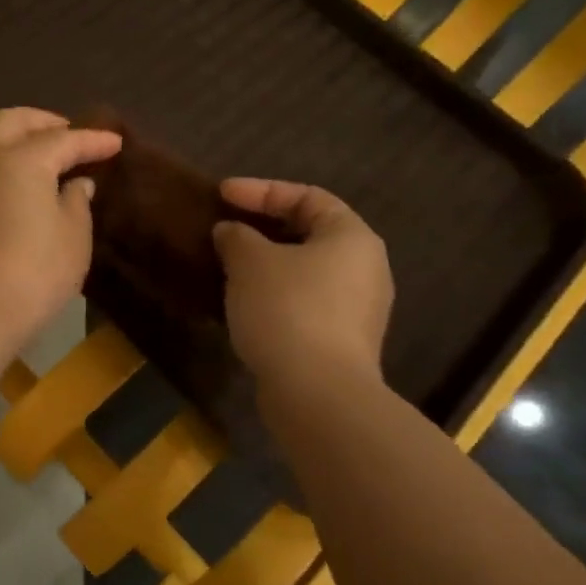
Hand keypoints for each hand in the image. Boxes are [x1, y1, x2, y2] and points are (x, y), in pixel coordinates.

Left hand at [0, 108, 121, 355]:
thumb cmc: (34, 272)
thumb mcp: (73, 238)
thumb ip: (77, 202)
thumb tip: (75, 184)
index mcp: (23, 159)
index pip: (64, 139)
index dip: (93, 140)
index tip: (116, 143)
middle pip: (14, 121)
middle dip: (45, 122)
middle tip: (72, 136)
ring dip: (22, 141)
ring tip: (51, 160)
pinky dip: (8, 165)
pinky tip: (27, 187)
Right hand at [213, 178, 393, 388]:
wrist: (317, 394)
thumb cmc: (287, 309)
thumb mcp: (250, 262)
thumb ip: (237, 237)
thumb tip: (230, 232)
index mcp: (351, 237)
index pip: (306, 196)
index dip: (260, 190)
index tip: (220, 195)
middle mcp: (364, 268)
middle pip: (308, 234)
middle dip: (262, 229)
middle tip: (225, 229)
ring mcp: (357, 309)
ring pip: (304, 272)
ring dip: (265, 265)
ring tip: (228, 266)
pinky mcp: (341, 342)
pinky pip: (303, 303)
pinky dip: (273, 295)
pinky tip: (242, 304)